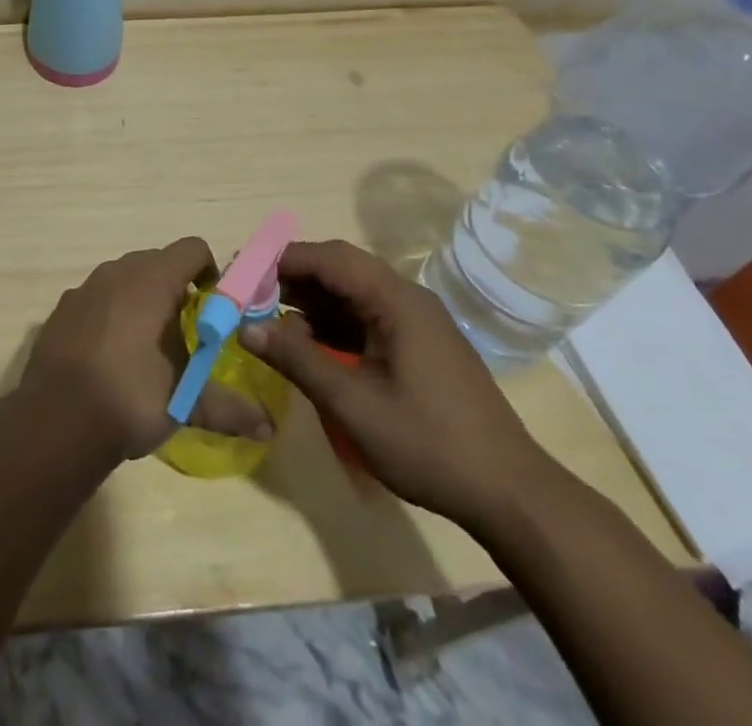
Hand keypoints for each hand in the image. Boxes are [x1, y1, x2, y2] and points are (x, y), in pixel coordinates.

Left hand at [21, 237, 275, 459]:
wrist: (56, 419)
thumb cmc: (130, 397)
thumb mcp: (185, 402)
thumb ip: (227, 407)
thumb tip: (268, 427)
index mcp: (152, 279)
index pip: (192, 249)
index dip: (210, 272)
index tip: (213, 306)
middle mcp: (118, 271)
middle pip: (157, 261)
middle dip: (176, 287)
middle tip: (185, 330)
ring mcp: (85, 287)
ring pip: (125, 278)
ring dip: (142, 299)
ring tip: (148, 345)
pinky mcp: (63, 307)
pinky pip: (97, 297)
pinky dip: (110, 313)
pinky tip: (110, 354)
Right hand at [239, 240, 558, 530]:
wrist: (509, 494)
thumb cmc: (428, 443)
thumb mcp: (353, 403)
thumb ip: (298, 359)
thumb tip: (246, 327)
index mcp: (396, 299)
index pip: (329, 257)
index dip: (282, 260)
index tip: (242, 274)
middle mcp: (406, 298)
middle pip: (339, 269)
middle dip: (292, 278)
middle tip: (249, 296)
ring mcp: (414, 322)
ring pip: (351, 293)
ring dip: (310, 302)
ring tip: (268, 320)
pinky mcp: (417, 345)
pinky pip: (365, 317)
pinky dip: (332, 324)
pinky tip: (307, 345)